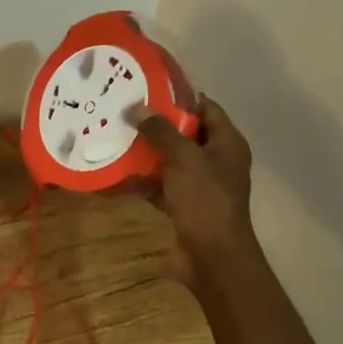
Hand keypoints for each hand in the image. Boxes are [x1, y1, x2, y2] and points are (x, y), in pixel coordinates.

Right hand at [129, 95, 255, 284]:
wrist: (212, 256)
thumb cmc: (205, 200)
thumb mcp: (183, 159)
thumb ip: (161, 131)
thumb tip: (137, 107)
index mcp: (227, 144)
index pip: (207, 108)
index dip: (181, 96)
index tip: (149, 87)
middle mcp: (216, 160)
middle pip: (186, 133)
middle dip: (157, 124)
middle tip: (125, 110)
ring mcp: (200, 185)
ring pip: (170, 160)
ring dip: (147, 152)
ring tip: (116, 135)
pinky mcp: (184, 205)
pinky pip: (161, 185)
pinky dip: (143, 179)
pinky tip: (118, 170)